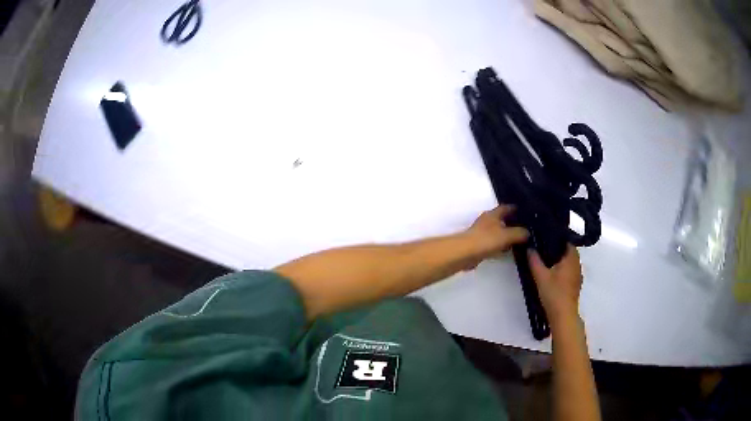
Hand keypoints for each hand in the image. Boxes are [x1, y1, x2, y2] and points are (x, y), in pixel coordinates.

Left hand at [464, 205, 528, 258]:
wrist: (465, 253)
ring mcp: (482, 234)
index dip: (514, 209)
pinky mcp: (479, 245)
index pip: (506, 208)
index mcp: (493, 214)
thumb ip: (519, 233)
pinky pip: (493, 244)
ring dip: (506, 236)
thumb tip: (528, 232)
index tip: (524, 211)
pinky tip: (507, 251)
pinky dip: (500, 246)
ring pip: (498, 232)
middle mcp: (487, 221)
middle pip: (501, 220)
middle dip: (511, 223)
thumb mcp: (507, 235)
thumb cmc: (486, 240)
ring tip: (519, 240)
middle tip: (525, 227)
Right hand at [528, 245, 582, 324]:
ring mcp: (578, 275)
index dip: (557, 238)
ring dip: (561, 261)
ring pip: (570, 262)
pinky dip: (563, 270)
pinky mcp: (576, 285)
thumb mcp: (540, 276)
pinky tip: (553, 275)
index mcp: (571, 258)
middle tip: (543, 249)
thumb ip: (534, 261)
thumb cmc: (553, 293)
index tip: (546, 237)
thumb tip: (530, 247)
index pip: (567, 241)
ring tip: (547, 261)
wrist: (563, 315)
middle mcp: (577, 264)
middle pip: (569, 252)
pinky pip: (570, 271)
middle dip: (558, 250)